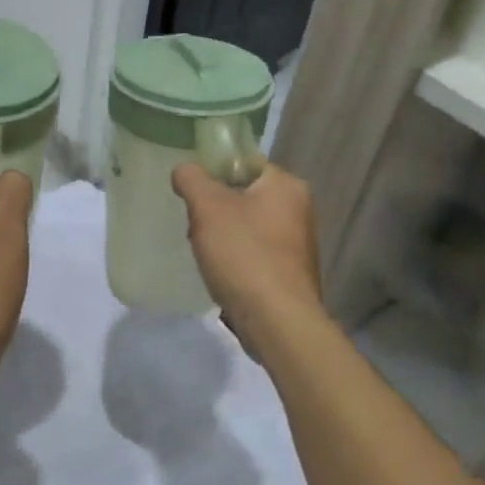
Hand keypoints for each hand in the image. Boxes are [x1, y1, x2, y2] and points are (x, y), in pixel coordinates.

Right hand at [172, 162, 324, 350]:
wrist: (277, 322)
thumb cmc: (244, 254)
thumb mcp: (207, 207)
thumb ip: (192, 179)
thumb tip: (185, 170)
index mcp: (286, 185)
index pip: (244, 163)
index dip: (213, 172)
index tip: (192, 192)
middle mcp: (299, 209)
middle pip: (243, 195)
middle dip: (214, 209)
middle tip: (194, 225)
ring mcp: (297, 244)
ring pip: (247, 226)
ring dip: (222, 236)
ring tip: (204, 253)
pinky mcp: (290, 273)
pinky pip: (254, 254)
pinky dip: (235, 260)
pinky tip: (220, 274)